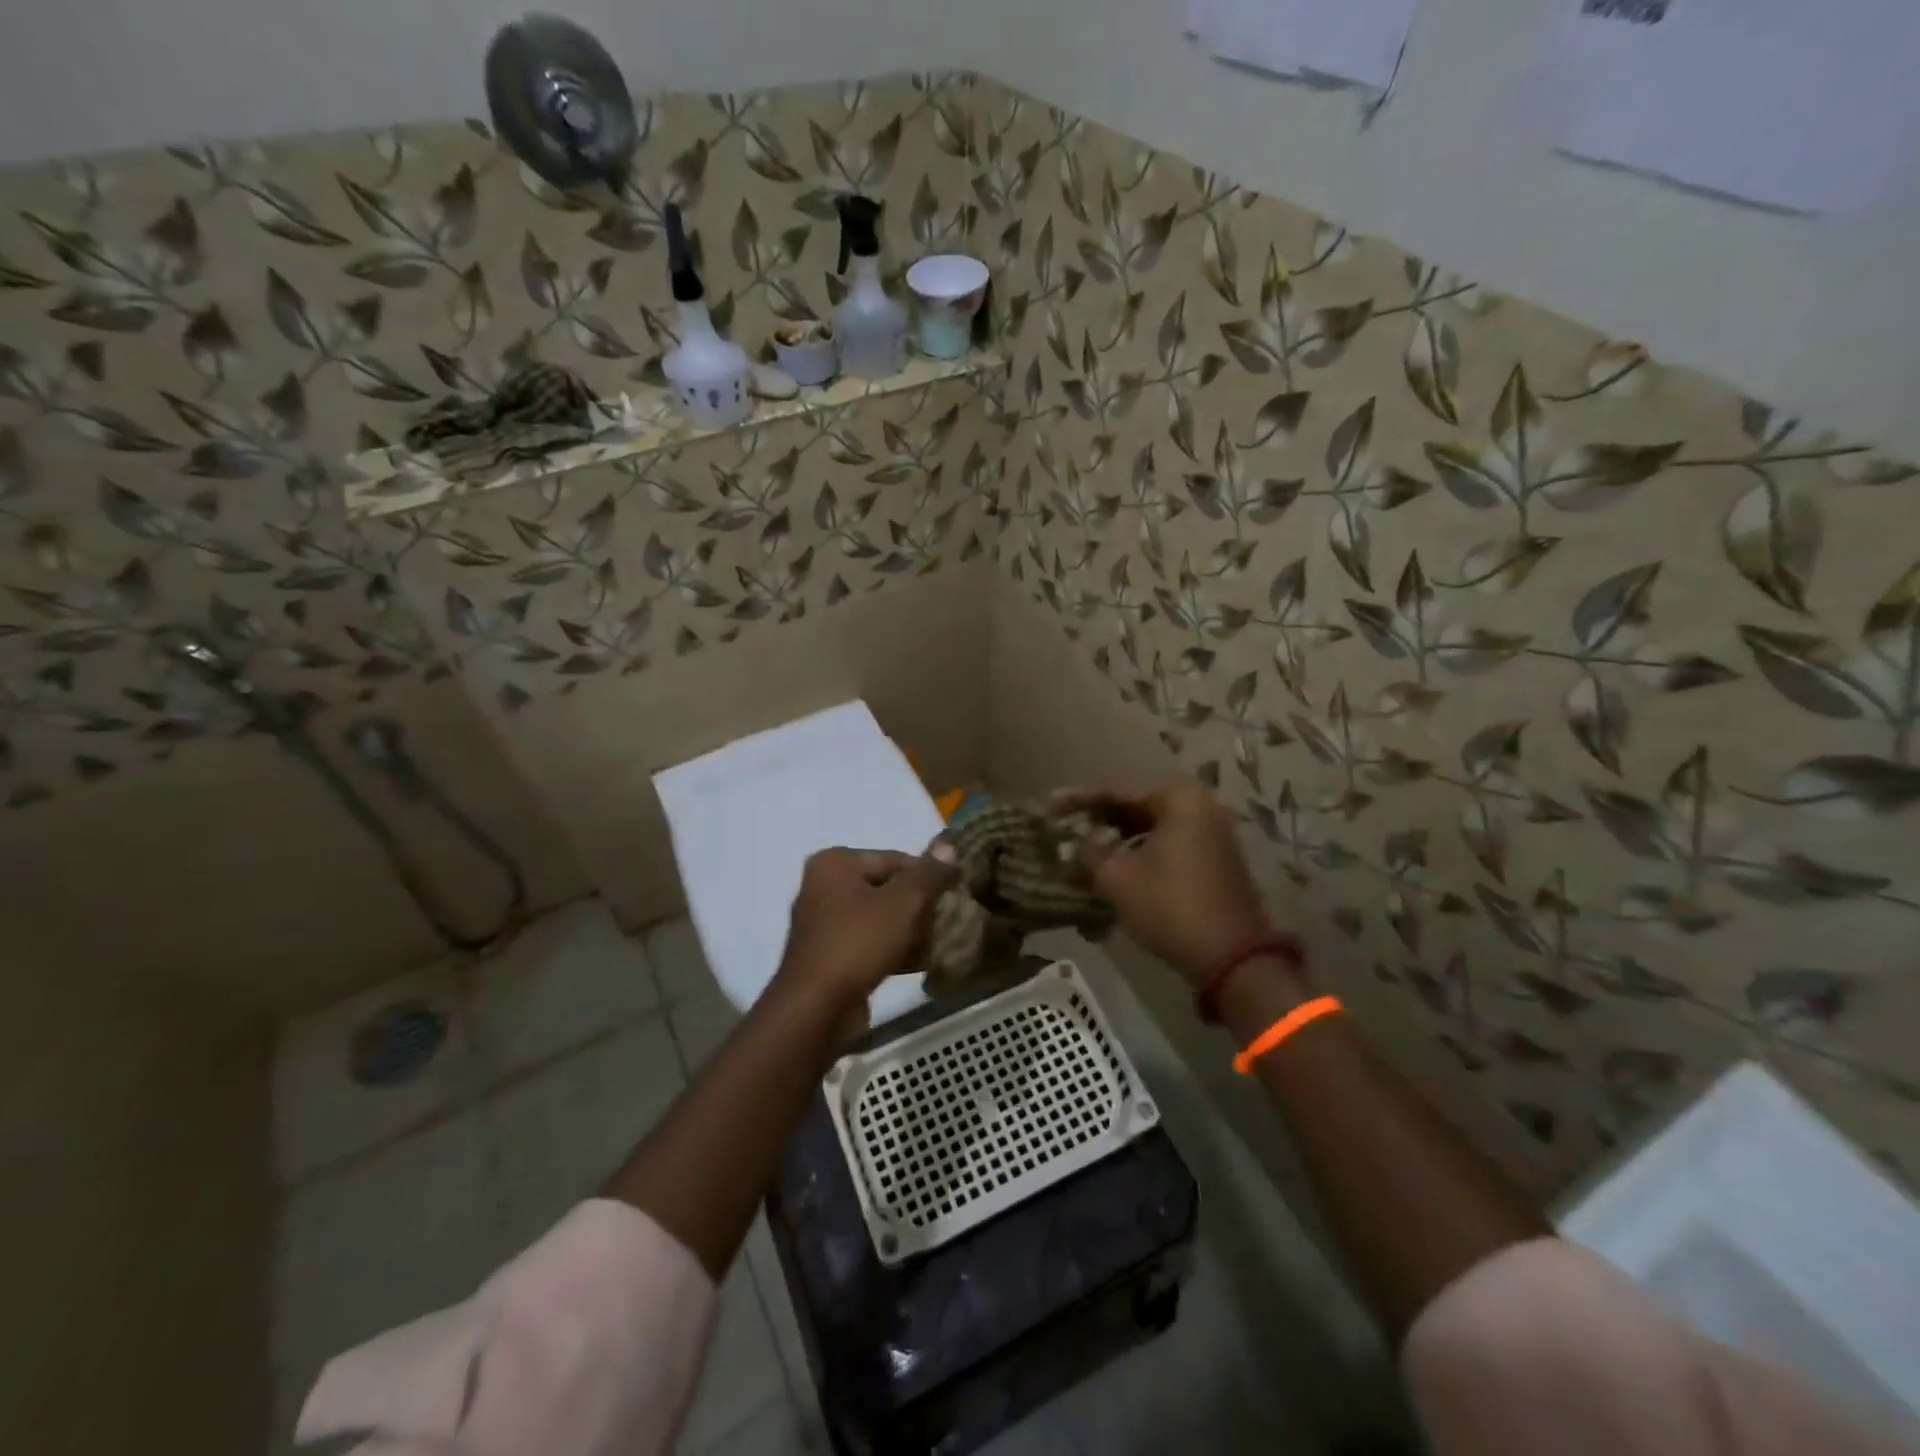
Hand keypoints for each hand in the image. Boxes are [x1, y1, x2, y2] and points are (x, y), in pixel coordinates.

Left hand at [774, 847, 958, 1014]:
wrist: (816, 1008)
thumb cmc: (858, 942)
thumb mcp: (903, 902)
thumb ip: (929, 873)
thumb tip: (949, 845)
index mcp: (836, 863)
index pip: (895, 859)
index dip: (929, 875)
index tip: (955, 894)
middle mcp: (825, 886)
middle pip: (888, 888)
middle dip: (921, 906)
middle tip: (949, 921)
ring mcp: (825, 923)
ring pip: (881, 918)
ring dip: (911, 930)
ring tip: (941, 942)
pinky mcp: (830, 956)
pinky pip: (870, 943)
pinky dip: (894, 949)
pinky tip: (923, 963)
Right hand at [1059, 779, 1274, 984]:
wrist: (1232, 957)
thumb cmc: (1171, 907)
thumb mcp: (1119, 880)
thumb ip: (1089, 854)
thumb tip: (1074, 844)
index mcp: (1178, 799)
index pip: (1117, 791)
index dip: (1079, 799)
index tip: (1051, 805)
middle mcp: (1199, 804)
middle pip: (1137, 803)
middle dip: (1100, 816)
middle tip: (1067, 823)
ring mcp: (1211, 830)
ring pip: (1153, 823)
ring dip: (1119, 833)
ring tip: (1085, 843)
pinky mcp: (1215, 855)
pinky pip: (1169, 839)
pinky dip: (1141, 846)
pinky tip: (1116, 859)